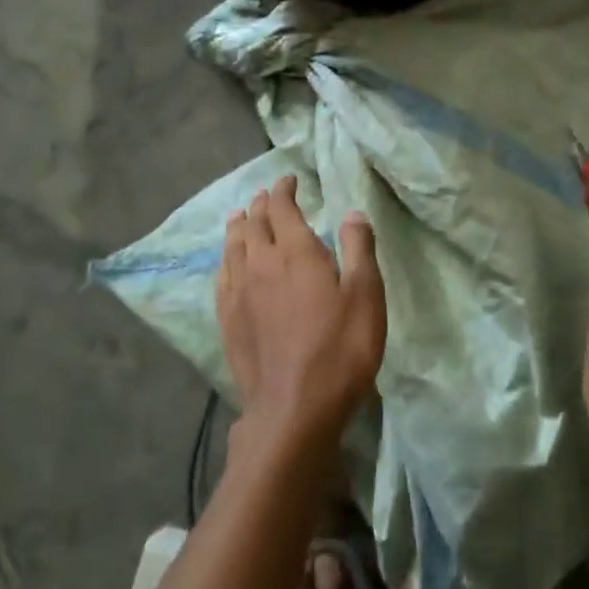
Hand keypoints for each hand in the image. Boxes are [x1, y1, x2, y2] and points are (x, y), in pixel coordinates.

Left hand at [215, 175, 386, 450]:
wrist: (295, 409)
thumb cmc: (341, 349)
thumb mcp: (366, 295)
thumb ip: (359, 249)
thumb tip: (352, 213)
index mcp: (296, 252)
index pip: (282, 208)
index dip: (284, 190)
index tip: (290, 180)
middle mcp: (261, 264)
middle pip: (254, 224)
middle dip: (262, 205)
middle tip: (267, 196)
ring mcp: (239, 294)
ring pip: (234, 248)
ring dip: (240, 227)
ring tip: (241, 217)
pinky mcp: (228, 321)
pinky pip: (222, 277)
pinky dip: (226, 260)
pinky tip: (228, 264)